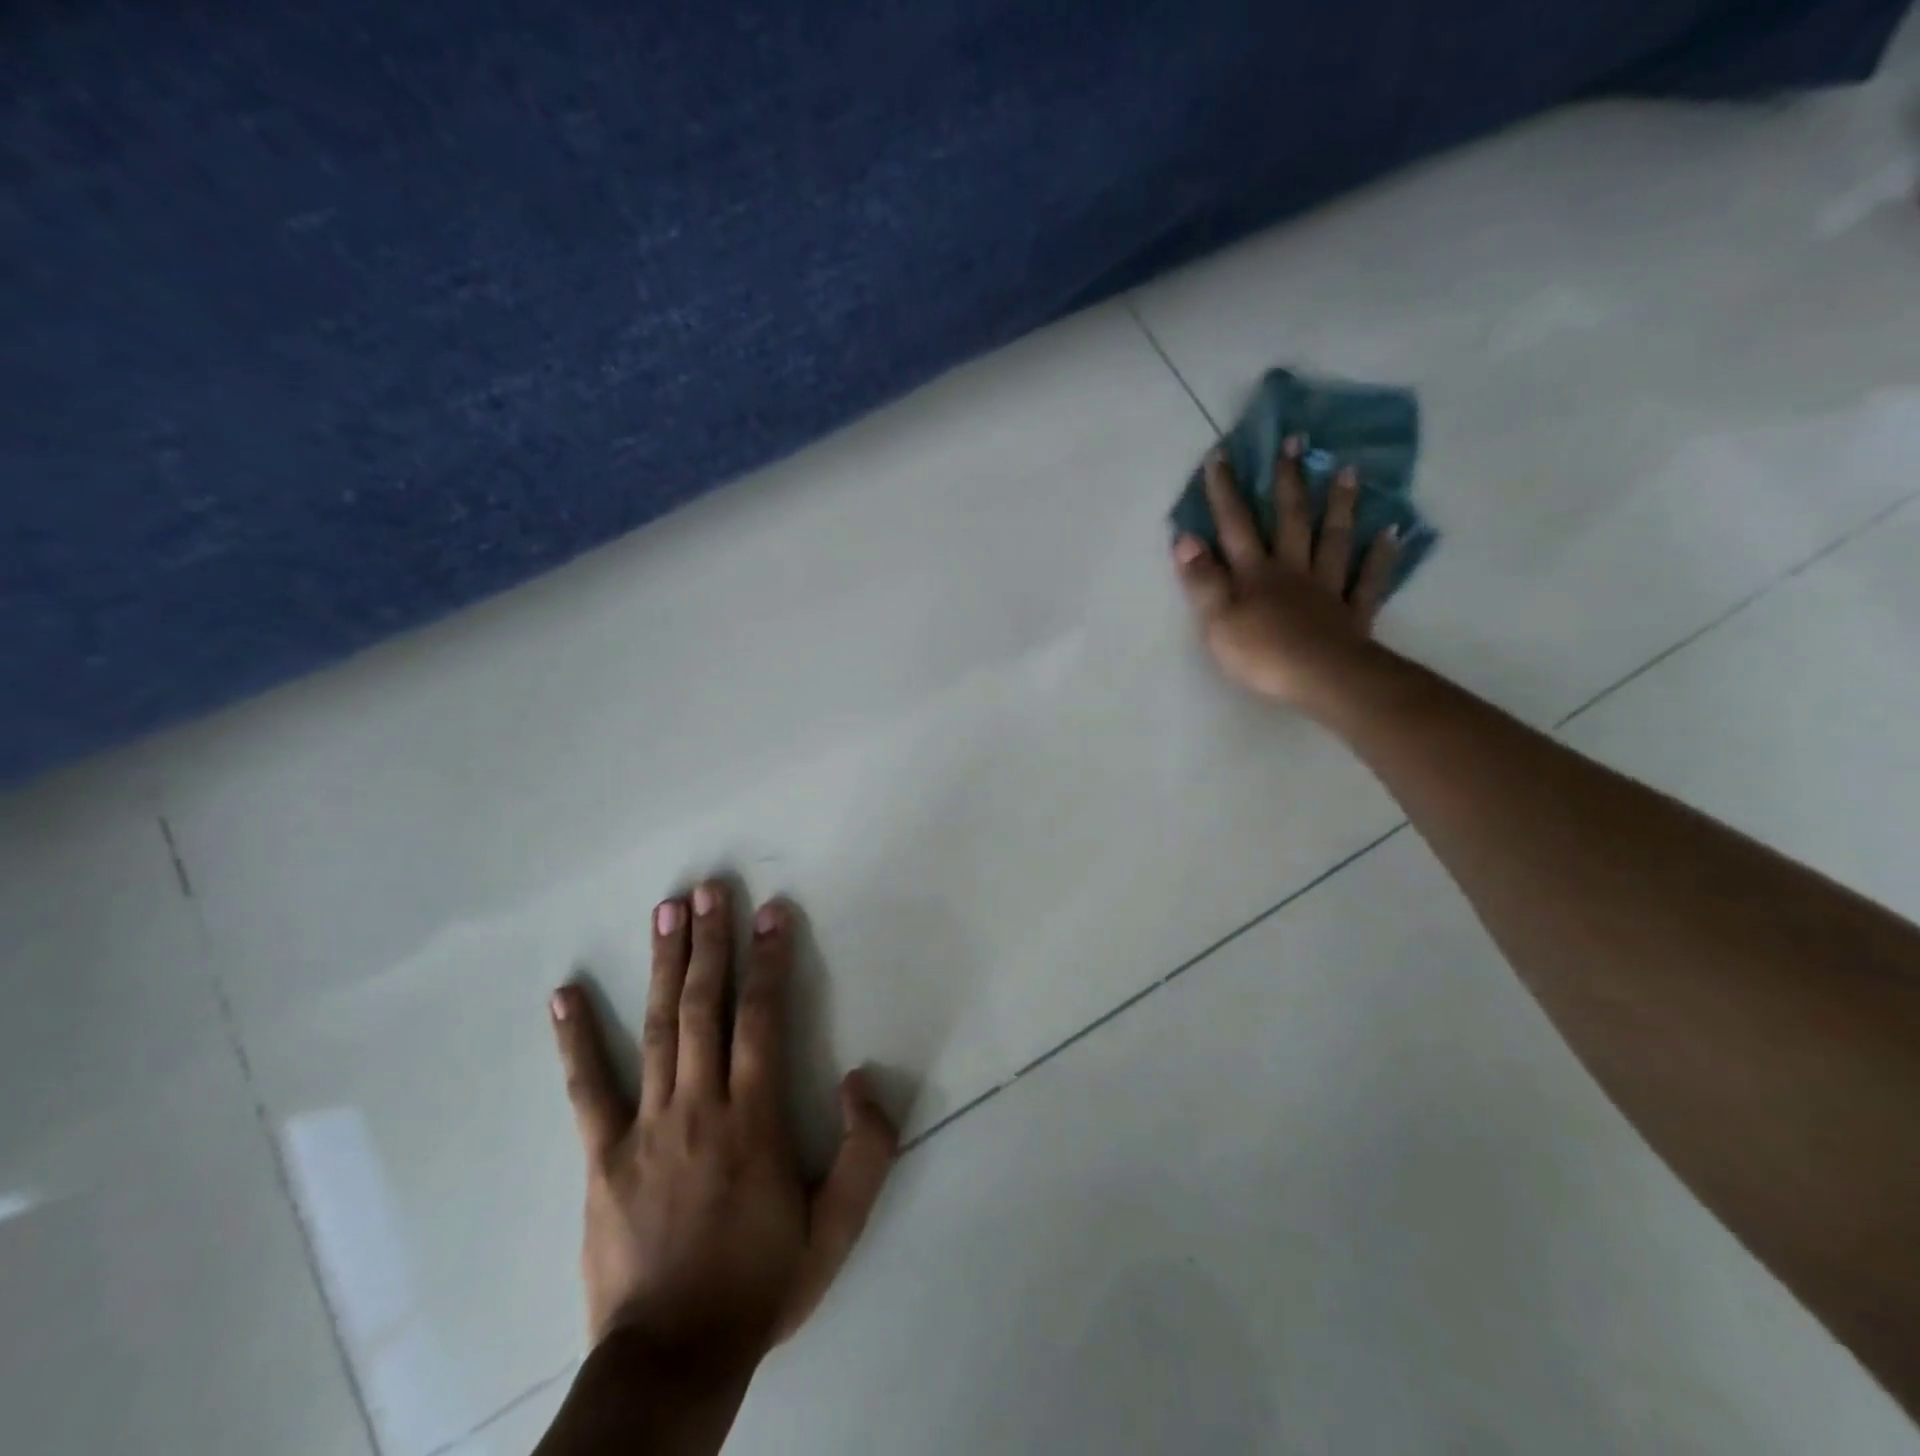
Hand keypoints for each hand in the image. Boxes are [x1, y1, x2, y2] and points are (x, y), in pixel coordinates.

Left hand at [548, 882, 897, 1373]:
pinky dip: (575, 1040)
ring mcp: (646, 1126)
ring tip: (666, 912)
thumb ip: (866, 1151)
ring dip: (664, 966)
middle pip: (706, 1007)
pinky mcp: (602, 1156)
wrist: (674, 1358)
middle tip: (711, 889)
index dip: (770, 961)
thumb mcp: (838, 1228)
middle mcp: (700, 1105)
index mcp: (754, 1118)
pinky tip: (564, 995)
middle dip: (711, 943)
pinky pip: (587, 1089)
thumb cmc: (762, 1284)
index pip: (764, 1019)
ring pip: (657, 1029)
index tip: (771, 912)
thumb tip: (861, 1078)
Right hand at [1172, 439, 1399, 708]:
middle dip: (1288, 480)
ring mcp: (1326, 588)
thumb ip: (1202, 579)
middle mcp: (1292, 570)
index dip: (1226, 492)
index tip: (1222, 454)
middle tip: (1296, 440)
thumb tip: (1185, 538)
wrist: (1321, 679)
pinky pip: (1368, 579)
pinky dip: (1381, 555)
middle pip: (1290, 519)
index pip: (1236, 526)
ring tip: (1349, 470)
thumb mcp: (1216, 620)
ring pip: (1334, 540)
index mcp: (1255, 574)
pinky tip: (1392, 532)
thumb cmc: (1261, 653)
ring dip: (1340, 505)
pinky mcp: (1353, 612)